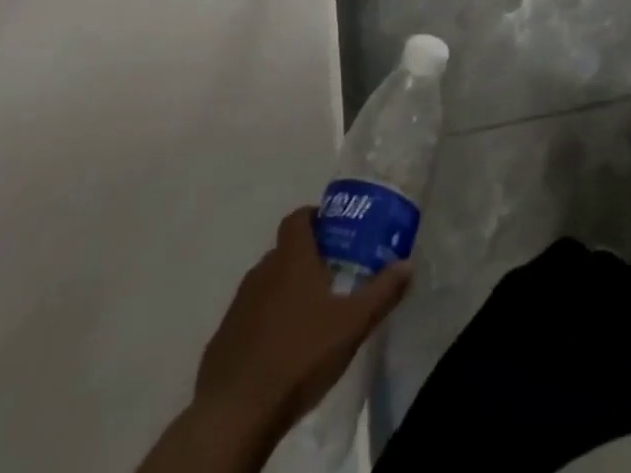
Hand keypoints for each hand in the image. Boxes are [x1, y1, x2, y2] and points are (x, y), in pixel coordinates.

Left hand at [136, 208, 410, 472]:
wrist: (234, 413)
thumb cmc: (299, 355)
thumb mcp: (352, 324)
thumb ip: (382, 292)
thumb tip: (407, 264)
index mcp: (291, 258)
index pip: (298, 218)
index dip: (315, 217)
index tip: (334, 229)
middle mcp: (262, 271)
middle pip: (285, 251)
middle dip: (307, 257)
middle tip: (333, 275)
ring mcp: (238, 305)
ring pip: (267, 284)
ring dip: (286, 290)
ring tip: (310, 313)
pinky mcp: (223, 338)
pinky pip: (250, 316)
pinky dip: (266, 321)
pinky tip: (282, 347)